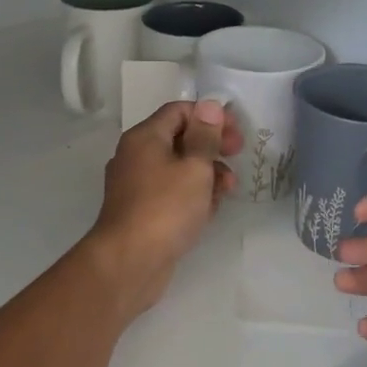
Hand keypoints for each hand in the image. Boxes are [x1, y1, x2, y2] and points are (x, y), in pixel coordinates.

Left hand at [83, 99, 240, 317]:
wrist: (129, 262)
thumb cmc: (166, 208)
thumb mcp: (195, 168)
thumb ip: (205, 136)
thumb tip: (209, 105)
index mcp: (144, 137)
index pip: (179, 111)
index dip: (211, 117)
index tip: (236, 135)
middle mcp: (135, 156)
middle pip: (179, 139)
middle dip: (211, 147)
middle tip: (237, 158)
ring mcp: (136, 186)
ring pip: (177, 169)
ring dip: (205, 174)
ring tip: (227, 191)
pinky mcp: (141, 212)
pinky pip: (171, 194)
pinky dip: (191, 196)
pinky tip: (208, 211)